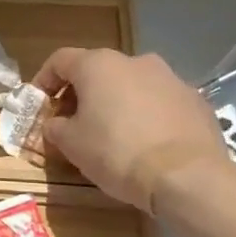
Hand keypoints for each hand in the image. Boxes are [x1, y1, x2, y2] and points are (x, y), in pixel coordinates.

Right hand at [35, 47, 226, 211]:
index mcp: (98, 65)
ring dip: (116, 102)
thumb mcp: (70, 144)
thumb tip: (56, 124)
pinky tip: (146, 142)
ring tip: (112, 133)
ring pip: (132, 85)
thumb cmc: (116, 152)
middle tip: (73, 121)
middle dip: (82, 93)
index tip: (39, 104)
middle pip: (98, 71)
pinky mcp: (196, 100)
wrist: (187, 176)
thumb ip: (55, 127)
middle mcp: (135, 61)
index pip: (60, 60)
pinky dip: (147, 115)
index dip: (44, 80)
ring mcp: (171, 78)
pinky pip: (160, 102)